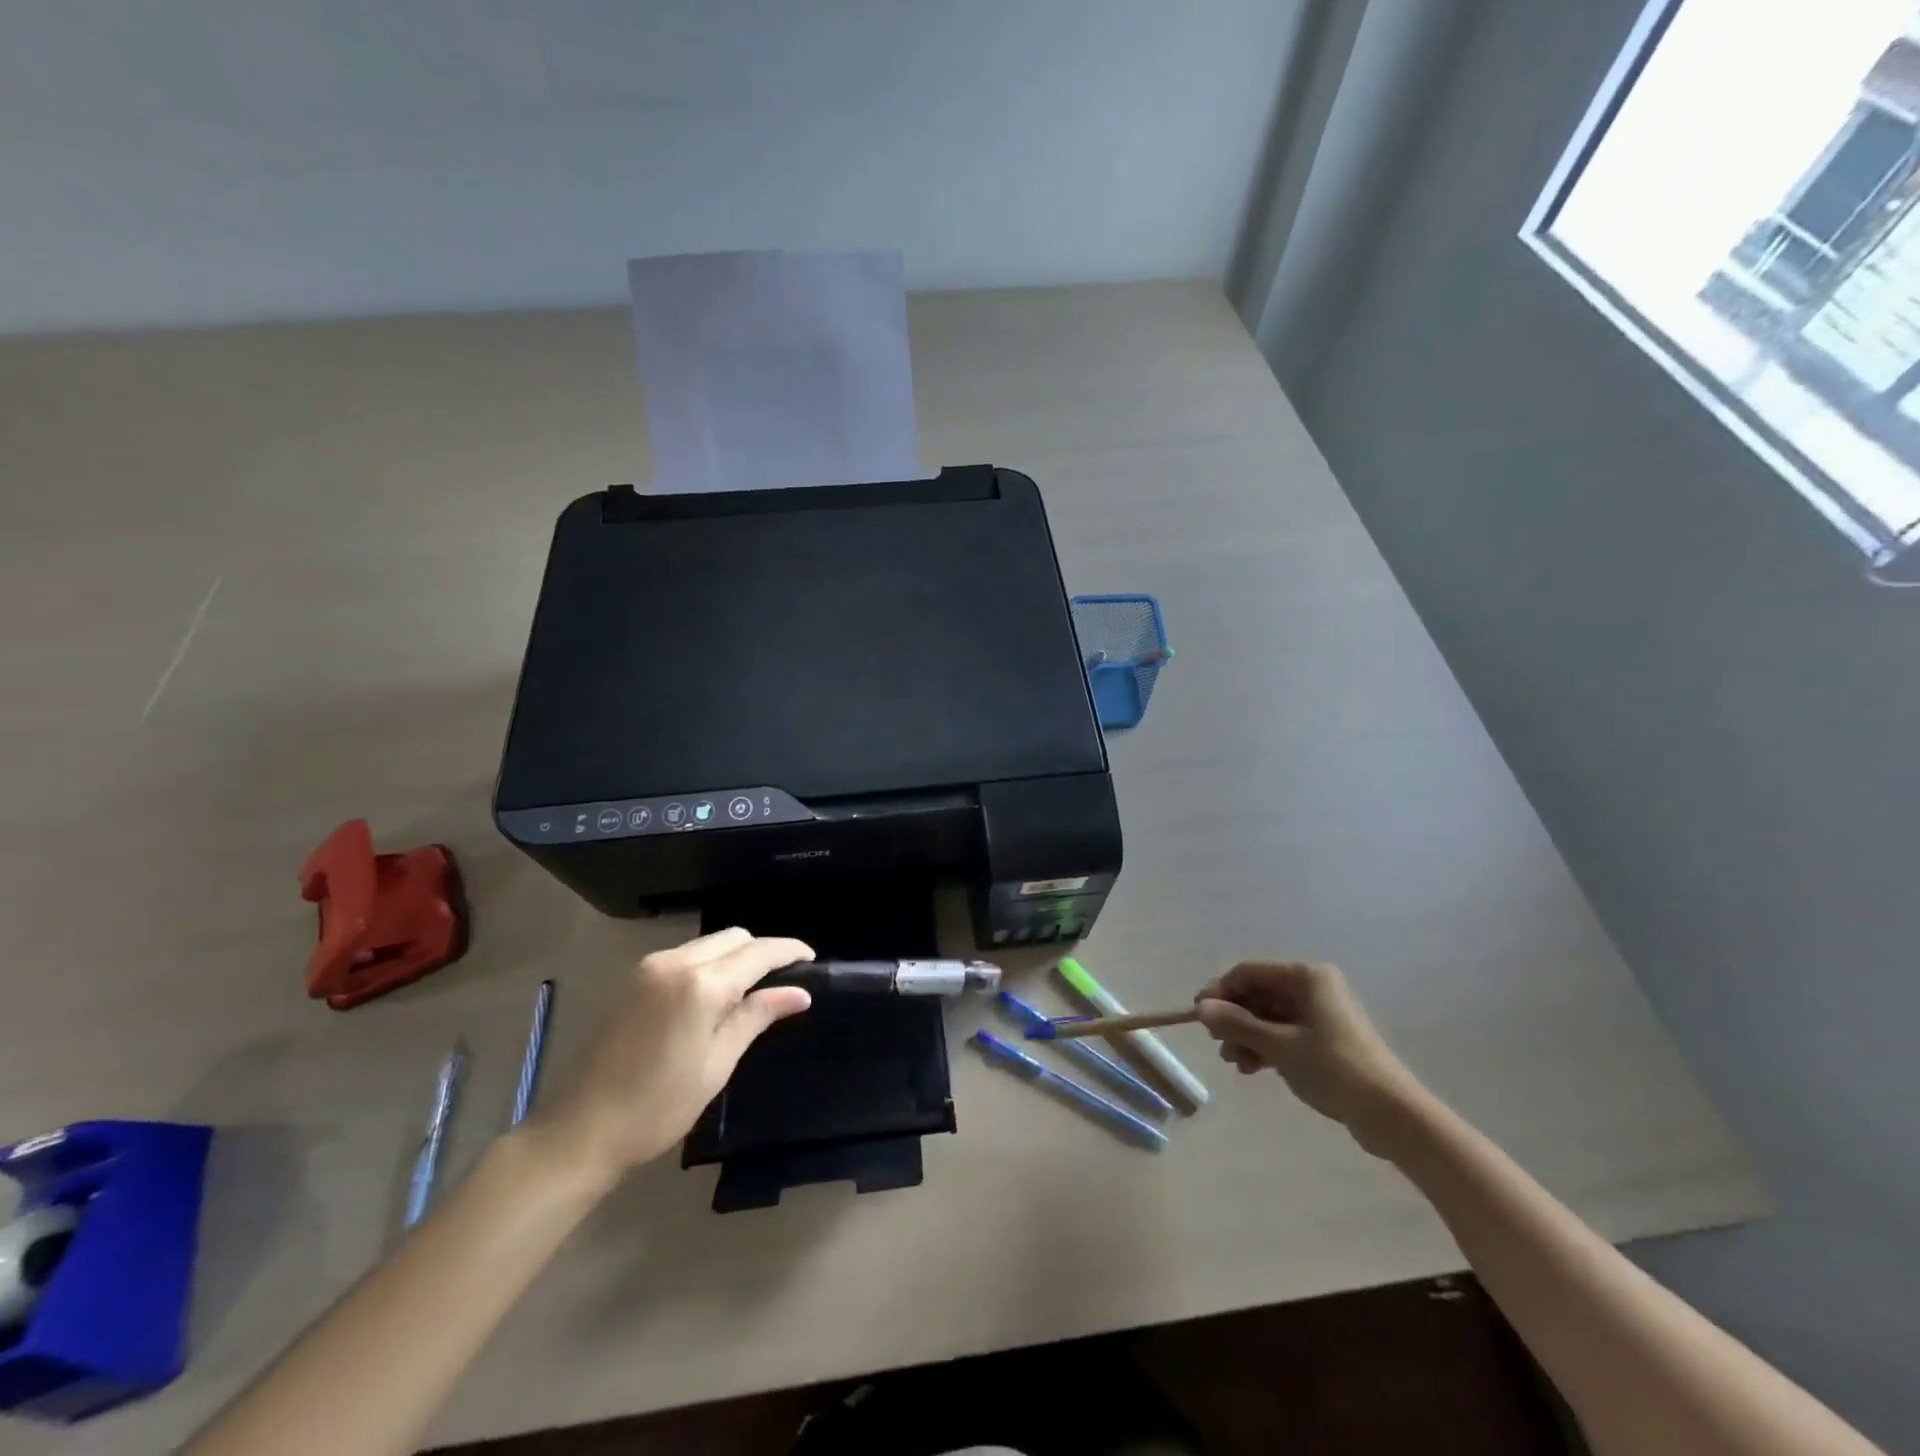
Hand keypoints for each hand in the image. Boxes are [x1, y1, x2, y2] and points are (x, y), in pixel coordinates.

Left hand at [524, 929, 813, 1189]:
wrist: (580, 1131)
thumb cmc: (657, 1106)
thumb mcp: (717, 1063)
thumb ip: (757, 1016)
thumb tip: (799, 993)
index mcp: (700, 985)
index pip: (758, 952)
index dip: (789, 951)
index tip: (812, 958)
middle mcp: (675, 962)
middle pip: (734, 937)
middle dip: (762, 950)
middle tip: (784, 980)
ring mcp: (650, 967)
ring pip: (709, 943)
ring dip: (735, 956)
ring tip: (751, 991)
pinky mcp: (634, 978)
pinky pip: (685, 956)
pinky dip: (709, 964)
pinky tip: (714, 996)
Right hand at [1196, 960, 1425, 1155]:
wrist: (1393, 1115)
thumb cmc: (1335, 1069)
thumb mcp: (1279, 1046)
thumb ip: (1237, 1024)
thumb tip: (1200, 1008)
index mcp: (1306, 977)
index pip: (1249, 972)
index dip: (1221, 991)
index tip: (1198, 1015)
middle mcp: (1313, 988)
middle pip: (1259, 994)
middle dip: (1234, 1017)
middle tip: (1216, 1042)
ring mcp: (1320, 1014)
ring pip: (1269, 1016)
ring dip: (1247, 1035)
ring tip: (1234, 1062)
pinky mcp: (1326, 1040)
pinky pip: (1284, 1033)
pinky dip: (1265, 1047)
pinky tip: (1251, 1068)